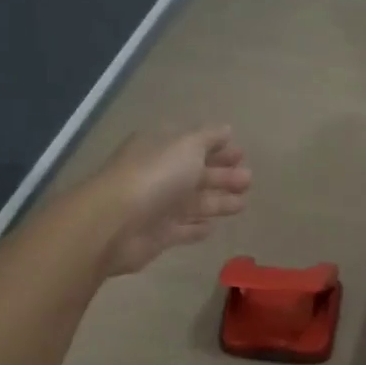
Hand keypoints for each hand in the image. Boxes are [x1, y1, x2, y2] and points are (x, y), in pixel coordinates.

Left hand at [82, 126, 251, 276]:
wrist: (117, 223)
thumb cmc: (156, 176)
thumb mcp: (187, 146)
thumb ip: (208, 138)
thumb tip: (226, 129)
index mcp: (161, 148)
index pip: (193, 144)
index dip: (217, 148)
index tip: (242, 154)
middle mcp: (158, 174)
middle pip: (195, 173)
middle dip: (223, 175)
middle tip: (248, 179)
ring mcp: (157, 206)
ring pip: (193, 202)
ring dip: (217, 201)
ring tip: (243, 204)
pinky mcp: (158, 235)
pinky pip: (183, 229)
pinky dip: (197, 227)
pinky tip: (213, 227)